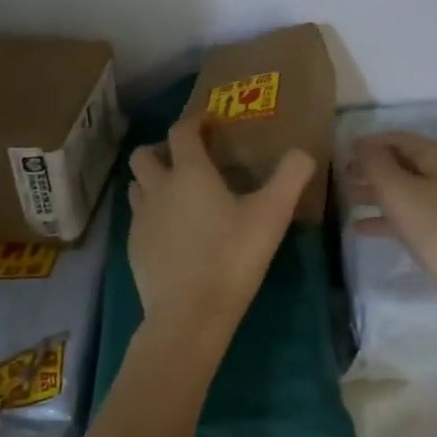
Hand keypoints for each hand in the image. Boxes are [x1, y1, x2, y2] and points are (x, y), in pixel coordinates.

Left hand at [127, 116, 316, 342]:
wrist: (190, 314)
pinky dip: (152, 216)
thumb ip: (291, 177)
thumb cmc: (232, 257)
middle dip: (162, 150)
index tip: (210, 123)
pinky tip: (173, 234)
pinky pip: (138, 219)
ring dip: (152, 182)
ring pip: (137, 187)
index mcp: (189, 173)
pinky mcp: (134, 248)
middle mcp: (158, 189)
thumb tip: (303, 152)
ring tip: (177, 196)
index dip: (195, 122)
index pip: (182, 132)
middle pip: (144, 155)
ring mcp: (141, 220)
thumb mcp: (273, 214)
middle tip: (187, 162)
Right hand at [347, 132, 436, 316]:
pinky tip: (357, 229)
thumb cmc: (433, 224)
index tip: (344, 150)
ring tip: (345, 199)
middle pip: (401, 165)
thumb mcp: (398, 189)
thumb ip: (376, 164)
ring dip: (374, 193)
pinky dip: (383, 219)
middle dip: (371, 168)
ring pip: (402, 192)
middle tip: (341, 175)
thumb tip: (363, 148)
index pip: (399, 140)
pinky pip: (406, 217)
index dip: (371, 142)